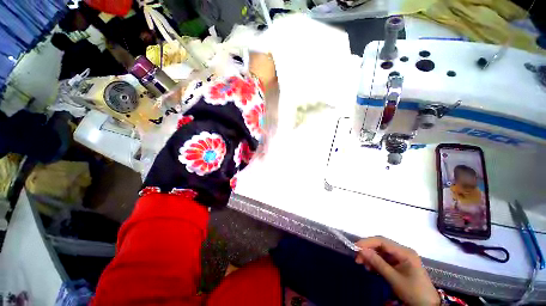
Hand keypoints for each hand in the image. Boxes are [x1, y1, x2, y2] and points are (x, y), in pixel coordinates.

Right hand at [355, 237, 439, 305]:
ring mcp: (401, 257)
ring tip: (363, 265)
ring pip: (381, 252)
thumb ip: (378, 263)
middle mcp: (402, 251)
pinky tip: (371, 268)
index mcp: (404, 252)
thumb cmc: (413, 292)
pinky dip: (376, 262)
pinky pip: (384, 259)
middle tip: (358, 259)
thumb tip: (361, 250)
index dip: (367, 242)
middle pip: (380, 245)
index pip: (382, 241)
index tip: (355, 247)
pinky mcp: (399, 264)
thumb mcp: (394, 279)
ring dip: (371, 257)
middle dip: (368, 250)